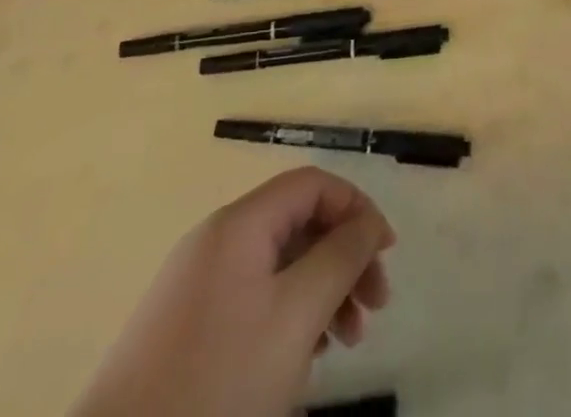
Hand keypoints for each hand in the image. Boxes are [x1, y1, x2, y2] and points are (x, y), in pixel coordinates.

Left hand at [71, 168, 393, 416]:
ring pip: (278, 268)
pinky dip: (288, 318)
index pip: (313, 185)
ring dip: (321, 293)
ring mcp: (196, 287)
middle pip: (298, 225)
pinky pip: (253, 301)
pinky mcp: (184, 331)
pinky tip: (301, 362)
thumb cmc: (217, 384)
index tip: (386, 254)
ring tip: (344, 344)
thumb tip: (368, 222)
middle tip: (374, 307)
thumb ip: (341, 257)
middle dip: (343, 259)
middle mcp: (216, 242)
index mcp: (239, 225)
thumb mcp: (295, 315)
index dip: (356, 209)